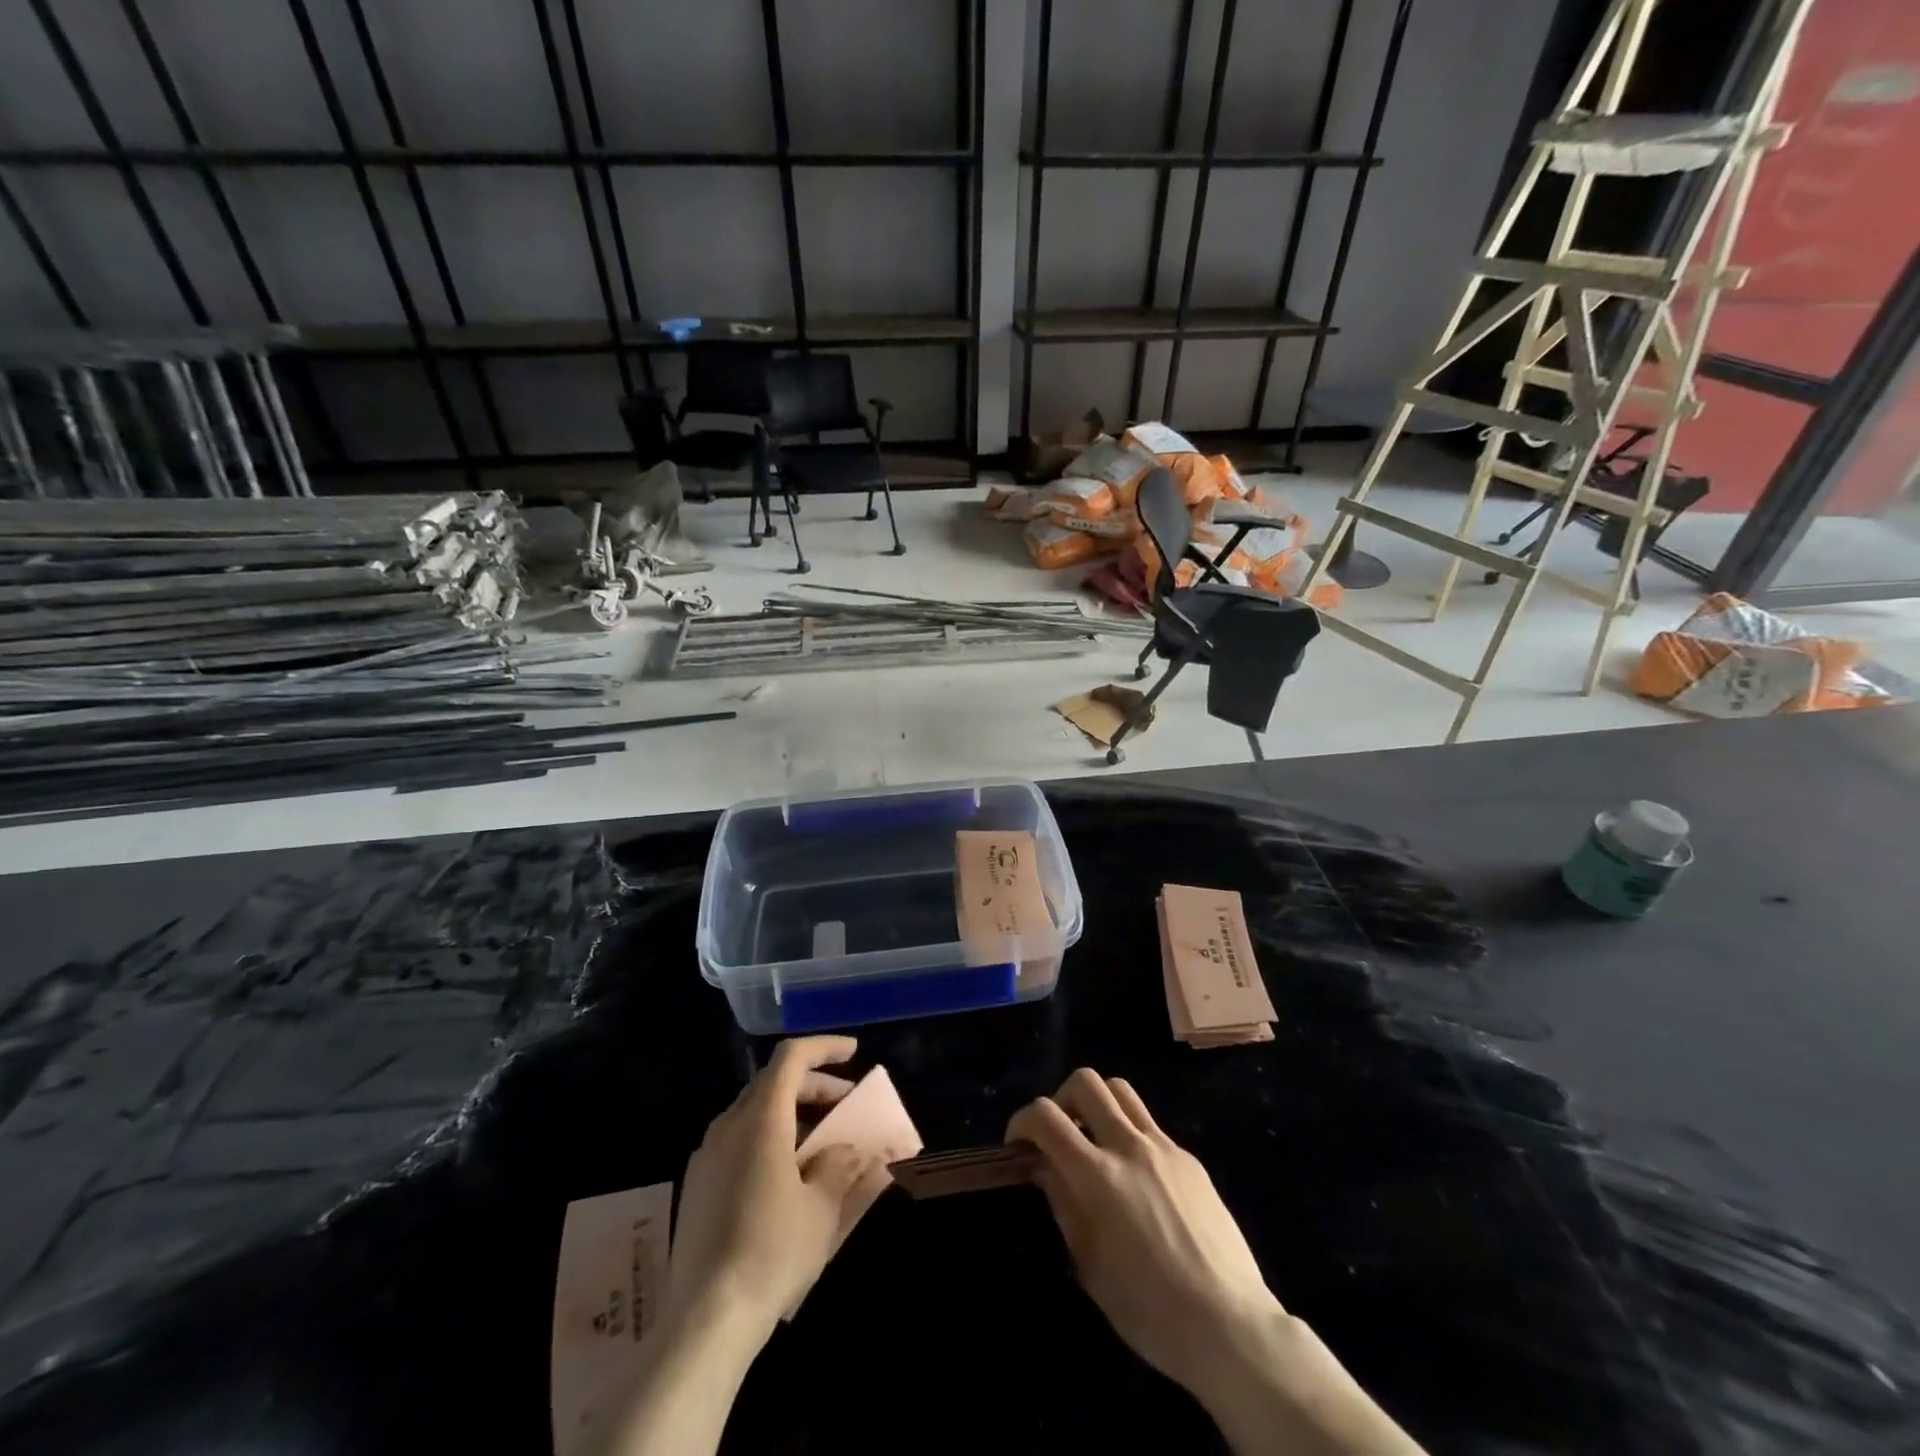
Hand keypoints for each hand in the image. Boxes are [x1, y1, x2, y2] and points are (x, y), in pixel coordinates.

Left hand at [663, 1036, 889, 1347]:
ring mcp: (707, 1156)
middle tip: (846, 1104)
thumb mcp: (822, 1209)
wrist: (704, 1322)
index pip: (791, 1058)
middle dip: (814, 1085)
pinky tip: (788, 1174)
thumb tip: (852, 1150)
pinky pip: (739, 1140)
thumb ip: (843, 1167)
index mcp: (760, 1120)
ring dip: (792, 1113)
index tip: (854, 1053)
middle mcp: (728, 1126)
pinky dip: (770, 1137)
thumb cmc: (772, 1253)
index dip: (824, 1047)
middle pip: (773, 1082)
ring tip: (823, 1141)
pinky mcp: (698, 1185)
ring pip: (755, 1111)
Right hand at [1006, 1068, 1281, 1401]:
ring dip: (1097, 1104)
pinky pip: (1150, 1124)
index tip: (1017, 1144)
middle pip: (1086, 1082)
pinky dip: (1129, 1133)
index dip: (1022, 1121)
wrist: (1230, 1325)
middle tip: (1058, 1135)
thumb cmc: (1150, 1310)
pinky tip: (1135, 1176)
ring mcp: (1164, 1147)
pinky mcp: (1189, 1158)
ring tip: (1093, 1139)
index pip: (1046, 1116)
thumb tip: (1043, 1166)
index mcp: (1098, 1176)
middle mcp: (1130, 1146)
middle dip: (1060, 1099)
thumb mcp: (1090, 1264)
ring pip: (1120, 1090)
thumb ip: (1062, 1203)